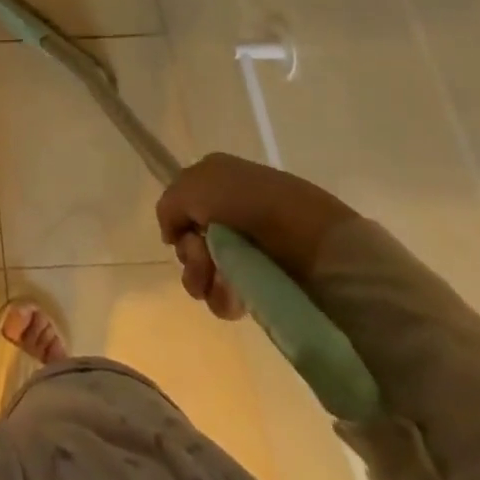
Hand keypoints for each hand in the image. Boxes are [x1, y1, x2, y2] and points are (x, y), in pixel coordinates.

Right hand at [155, 153, 357, 319]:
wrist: (310, 236)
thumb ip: (169, 207)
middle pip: (191, 239)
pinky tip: (232, 300)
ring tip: (218, 285)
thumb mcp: (192, 187)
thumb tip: (172, 236)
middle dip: (190, 256)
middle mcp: (229, 210)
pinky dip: (223, 298)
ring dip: (203, 280)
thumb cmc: (247, 201)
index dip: (178, 224)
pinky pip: (229, 293)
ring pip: (206, 269)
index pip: (182, 206)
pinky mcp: (265, 280)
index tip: (184, 235)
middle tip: (203, 262)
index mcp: (214, 180)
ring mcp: (248, 247)